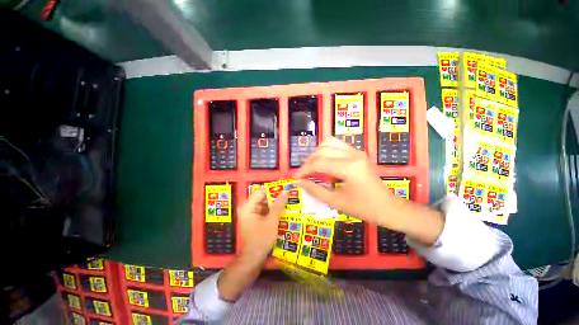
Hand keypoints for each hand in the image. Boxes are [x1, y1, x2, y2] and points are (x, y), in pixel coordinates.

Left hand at [237, 188, 287, 260]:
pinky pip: (265, 210)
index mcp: (248, 206)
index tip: (285, 186)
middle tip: (289, 193)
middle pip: (263, 197)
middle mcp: (248, 208)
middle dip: (276, 196)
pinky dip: (273, 210)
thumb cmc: (261, 239)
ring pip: (265, 203)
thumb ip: (278, 205)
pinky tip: (283, 209)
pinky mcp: (256, 219)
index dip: (273, 188)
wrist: (253, 259)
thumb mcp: (271, 221)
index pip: (261, 191)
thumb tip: (285, 191)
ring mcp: (251, 213)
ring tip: (288, 199)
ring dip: (276, 203)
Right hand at [295, 137, 394, 224]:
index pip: (319, 163)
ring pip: (329, 143)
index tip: (297, 178)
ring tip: (313, 167)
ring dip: (317, 154)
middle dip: (309, 162)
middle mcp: (353, 154)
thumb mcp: (336, 202)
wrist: (388, 207)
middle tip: (304, 174)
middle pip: (322, 151)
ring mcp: (357, 151)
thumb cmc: (363, 208)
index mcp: (349, 168)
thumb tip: (298, 182)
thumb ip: (315, 190)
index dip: (304, 169)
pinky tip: (325, 162)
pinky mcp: (358, 153)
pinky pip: (338, 145)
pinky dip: (327, 151)